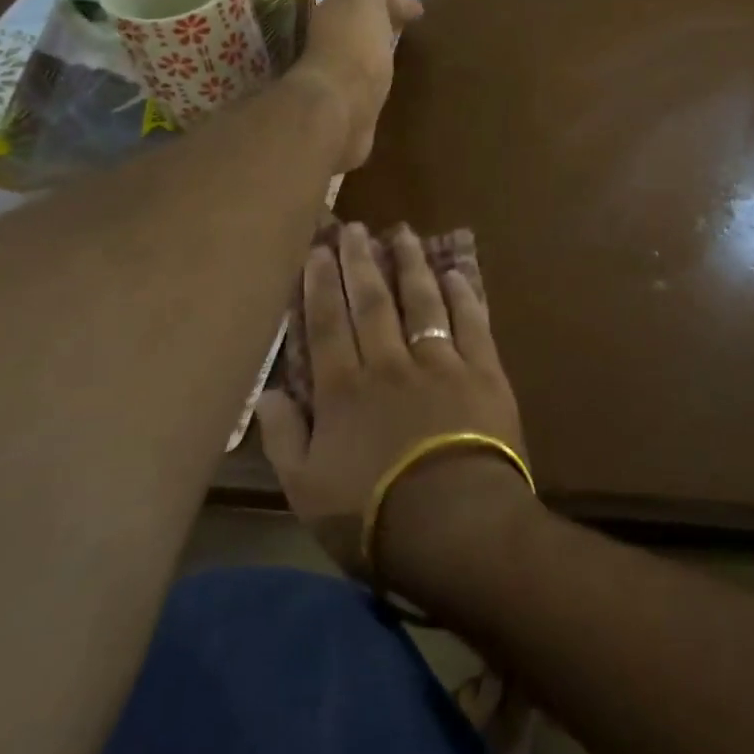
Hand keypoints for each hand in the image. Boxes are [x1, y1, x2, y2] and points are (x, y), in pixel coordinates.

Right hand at [258, 223, 531, 596]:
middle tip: (354, 227)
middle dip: (359, 261)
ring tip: (402, 234)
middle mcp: (389, 364)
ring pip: (421, 301)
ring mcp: (440, 363)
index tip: (317, 250)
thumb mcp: (305, 490)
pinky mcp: (483, 371)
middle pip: (371, 302)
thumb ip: (284, 437)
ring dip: (410, 265)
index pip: (326, 325)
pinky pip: (472, 322)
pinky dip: (463, 294)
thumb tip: (269, 391)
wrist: (455, 525)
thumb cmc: (373, 517)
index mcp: (344, 391)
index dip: (319, 284)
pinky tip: (455, 272)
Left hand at [292, 0, 422, 171]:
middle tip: (409, 29)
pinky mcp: (349, 107)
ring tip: (402, 56)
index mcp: (331, 12)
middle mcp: (328, 42)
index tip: (415, 11)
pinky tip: (391, 84)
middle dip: (382, 23)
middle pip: (359, 25)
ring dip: (379, 52)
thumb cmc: (355, 45)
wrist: (341, 108)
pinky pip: (367, 86)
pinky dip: (378, 80)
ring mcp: (337, 78)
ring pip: (362, 55)